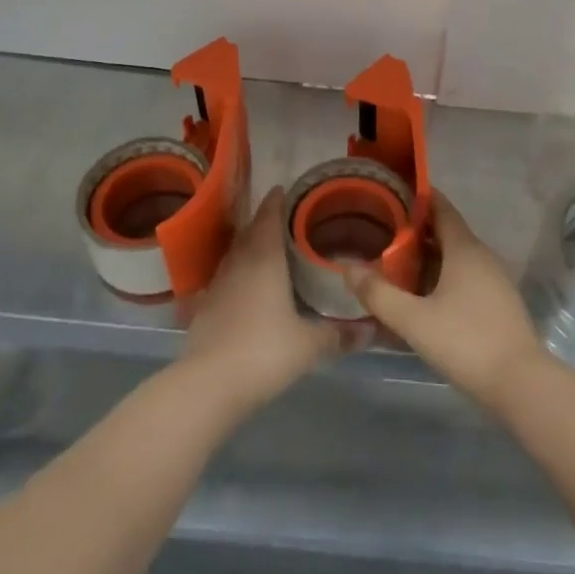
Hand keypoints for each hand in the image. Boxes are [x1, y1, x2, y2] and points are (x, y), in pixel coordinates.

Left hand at [179, 186, 355, 418]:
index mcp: (265, 259)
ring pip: (234, 254)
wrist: (209, 384)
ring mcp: (217, 284)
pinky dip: (235, 274)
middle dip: (263, 221)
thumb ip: (339, 335)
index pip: (270, 217)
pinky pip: (223, 278)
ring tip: (264, 246)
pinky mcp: (203, 307)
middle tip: (281, 217)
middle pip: (250, 231)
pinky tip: (243, 286)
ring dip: (247, 245)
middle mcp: (239, 263)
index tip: (284, 189)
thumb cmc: (265, 351)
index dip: (277, 202)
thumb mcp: (310, 345)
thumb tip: (371, 331)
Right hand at [345, 191, 545, 410]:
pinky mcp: (498, 303)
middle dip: (415, 230)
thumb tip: (348, 269)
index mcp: (465, 248)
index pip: (440, 207)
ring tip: (395, 264)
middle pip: (446, 232)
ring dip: (428, 257)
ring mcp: (494, 280)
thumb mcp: (414, 321)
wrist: (521, 385)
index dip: (417, 197)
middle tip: (381, 232)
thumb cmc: (466, 342)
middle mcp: (482, 256)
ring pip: (455, 257)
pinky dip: (442, 277)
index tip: (390, 193)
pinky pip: (465, 277)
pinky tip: (422, 297)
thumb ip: (379, 294)